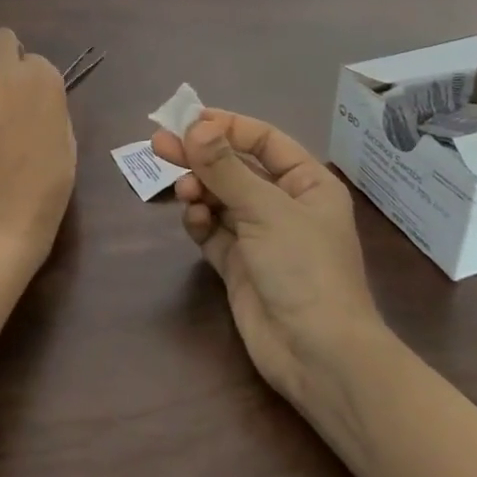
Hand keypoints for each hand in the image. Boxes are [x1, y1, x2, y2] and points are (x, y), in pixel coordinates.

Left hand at [0, 28, 76, 270]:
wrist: (0, 216)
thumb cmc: (46, 186)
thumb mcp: (64, 137)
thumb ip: (47, 104)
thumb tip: (32, 97)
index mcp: (43, 78)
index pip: (33, 59)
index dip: (28, 78)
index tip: (27, 99)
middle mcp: (6, 72)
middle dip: (0, 55)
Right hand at [152, 110, 381, 405]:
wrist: (317, 356)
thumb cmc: (304, 268)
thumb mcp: (266, 209)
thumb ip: (225, 167)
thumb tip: (195, 126)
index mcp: (307, 183)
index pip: (263, 140)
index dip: (226, 127)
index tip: (187, 121)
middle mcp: (284, 204)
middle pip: (235, 167)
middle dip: (200, 156)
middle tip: (159, 144)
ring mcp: (260, 236)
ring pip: (219, 197)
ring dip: (199, 188)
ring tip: (184, 191)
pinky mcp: (238, 265)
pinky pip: (212, 230)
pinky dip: (200, 221)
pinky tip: (194, 220)